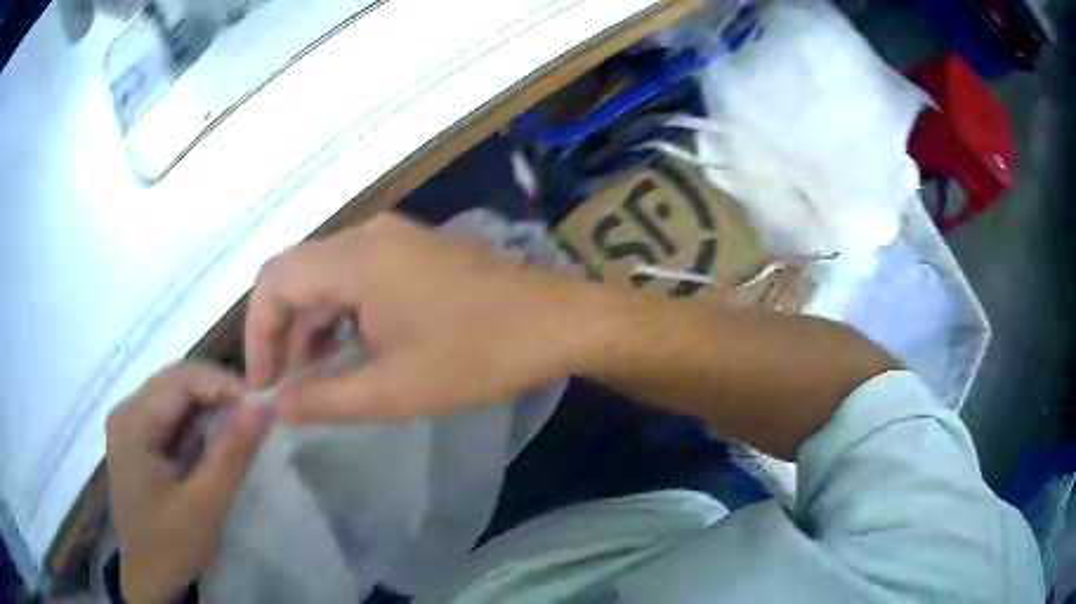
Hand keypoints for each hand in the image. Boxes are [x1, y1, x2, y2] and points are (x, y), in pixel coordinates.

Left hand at [106, 362, 270, 603]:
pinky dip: (199, 426)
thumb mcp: (204, 506)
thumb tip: (263, 408)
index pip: (180, 379)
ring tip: (244, 425)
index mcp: (132, 422)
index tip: (261, 403)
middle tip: (256, 414)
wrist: (149, 580)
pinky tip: (218, 440)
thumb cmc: (170, 546)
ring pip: (175, 399)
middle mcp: (127, 413)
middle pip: (175, 383)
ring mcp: (131, 427)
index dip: (222, 383)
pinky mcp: (139, 442)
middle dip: (217, 394)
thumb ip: (231, 456)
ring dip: (210, 409)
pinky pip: (172, 420)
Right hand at [245, 212, 605, 422]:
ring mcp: (394, 238)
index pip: (273, 284)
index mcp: (355, 258)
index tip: (265, 386)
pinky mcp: (413, 251)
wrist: (560, 322)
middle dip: (282, 332)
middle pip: (295, 275)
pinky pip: (355, 277)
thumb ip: (324, 398)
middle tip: (287, 388)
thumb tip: (277, 405)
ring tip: (315, 379)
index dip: (258, 336)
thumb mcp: (393, 390)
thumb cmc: (479, 356)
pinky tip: (349, 351)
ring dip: (311, 325)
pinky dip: (340, 314)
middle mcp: (367, 234)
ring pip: (325, 276)